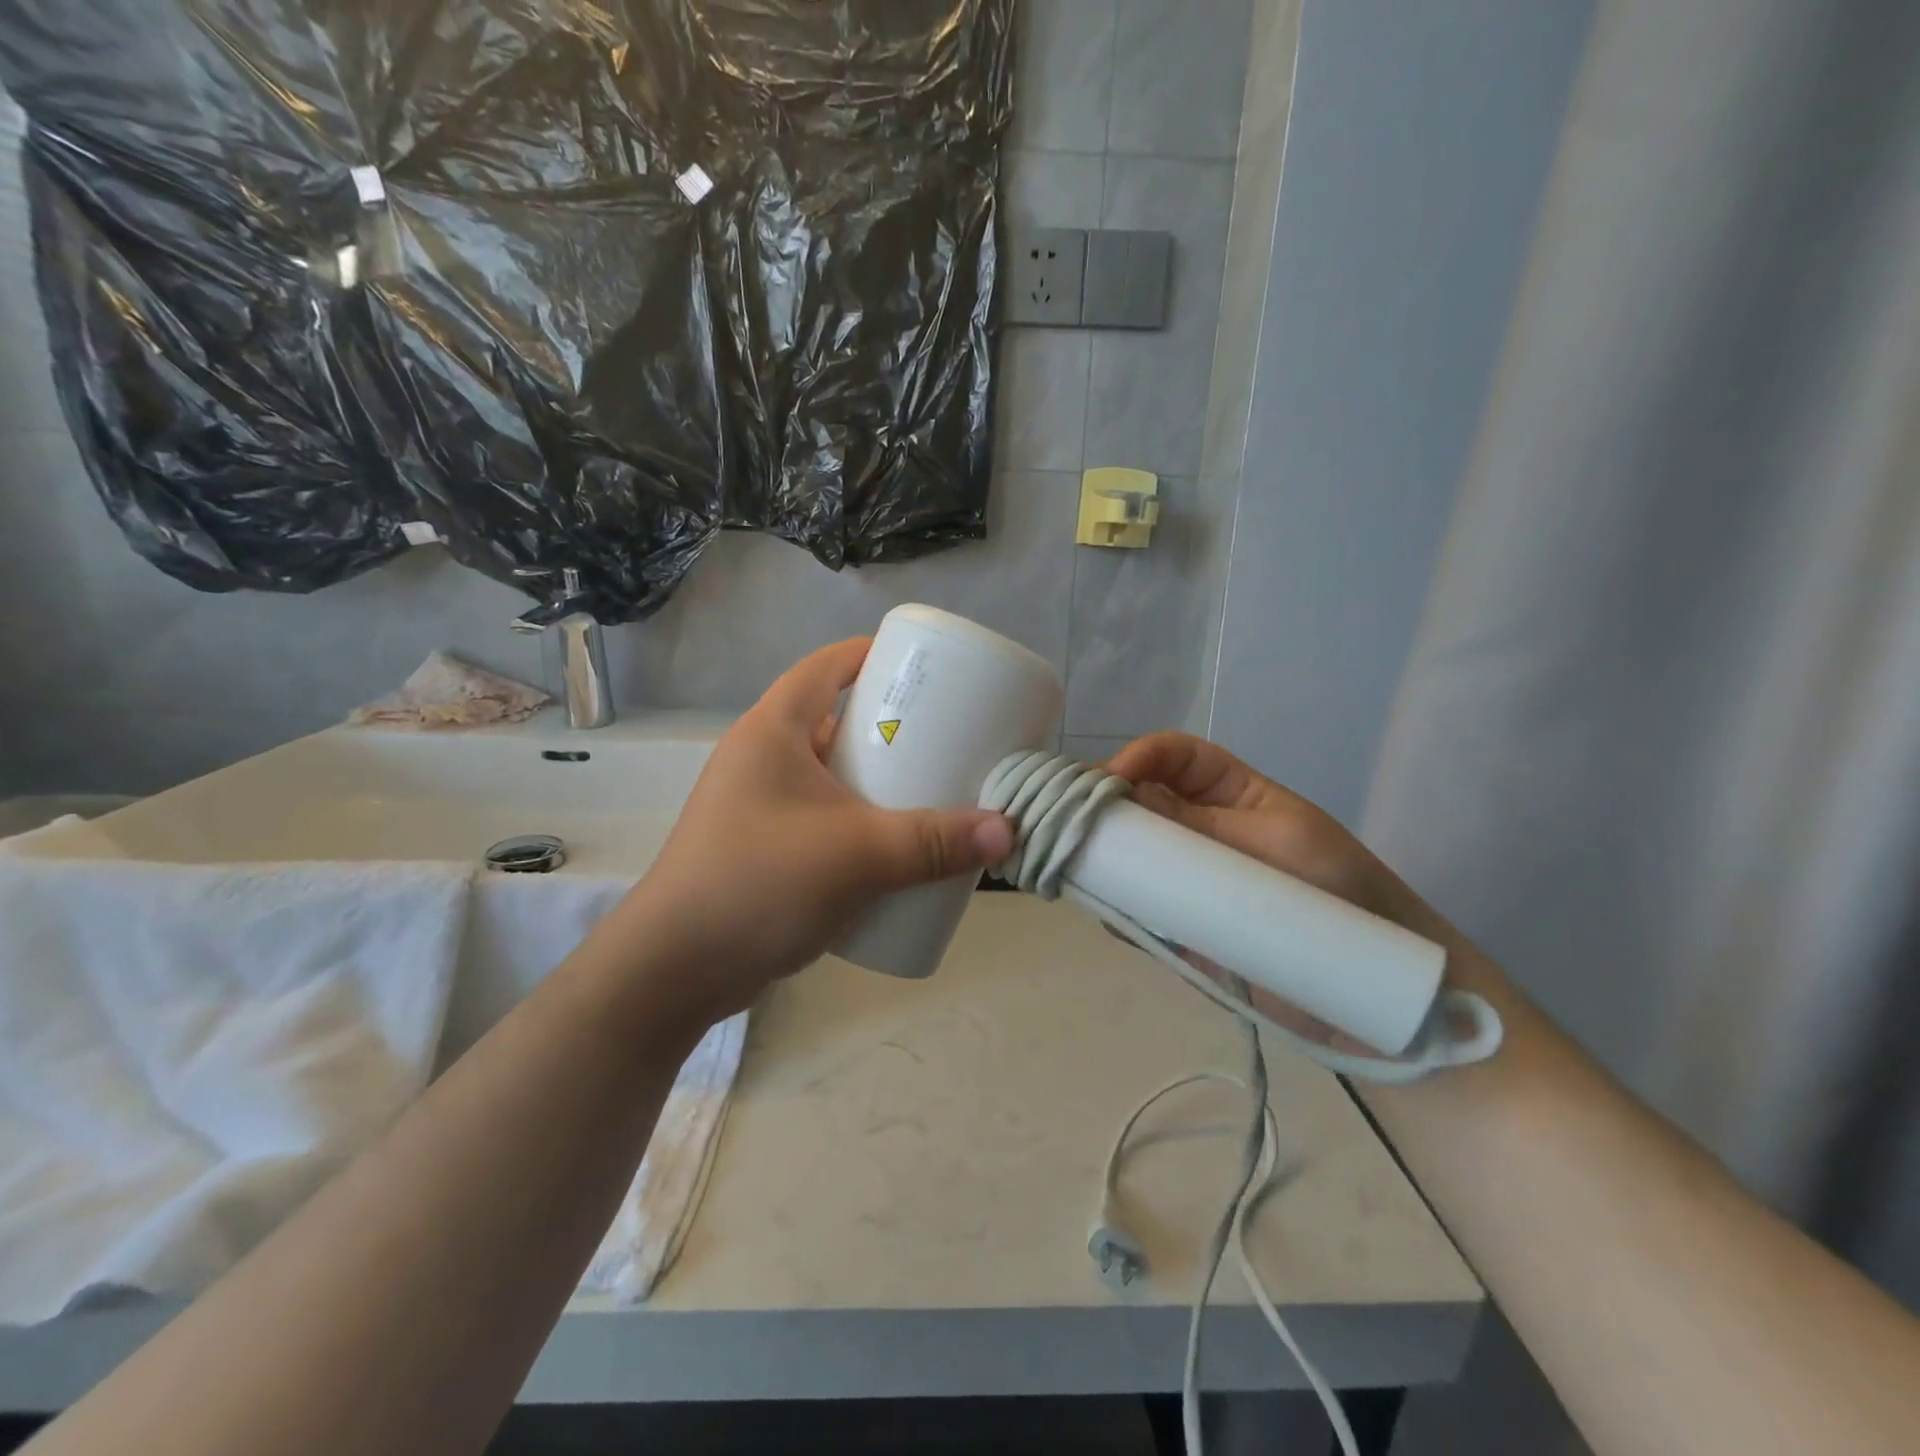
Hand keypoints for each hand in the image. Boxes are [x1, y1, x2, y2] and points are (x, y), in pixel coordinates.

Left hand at [616, 639, 1013, 1022]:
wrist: (674, 971)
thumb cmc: (759, 883)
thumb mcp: (856, 855)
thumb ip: (932, 842)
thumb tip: (1007, 832)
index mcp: (772, 731)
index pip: (825, 666)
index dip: (872, 654)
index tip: (924, 667)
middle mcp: (761, 758)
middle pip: (833, 720)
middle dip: (888, 726)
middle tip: (945, 736)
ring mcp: (759, 805)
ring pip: (829, 774)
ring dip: (875, 779)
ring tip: (931, 788)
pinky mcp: (763, 847)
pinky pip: (822, 816)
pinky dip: (858, 819)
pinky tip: (894, 843)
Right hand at [1106, 732, 1468, 1052]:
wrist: (1372, 989)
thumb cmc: (1340, 892)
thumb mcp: (1279, 844)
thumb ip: (1203, 825)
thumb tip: (1128, 797)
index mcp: (1230, 793)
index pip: (1174, 757)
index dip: (1140, 757)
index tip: (1108, 781)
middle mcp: (1199, 830)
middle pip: (1139, 803)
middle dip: (1106, 807)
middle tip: (1075, 825)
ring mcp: (1187, 880)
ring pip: (1129, 856)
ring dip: (1103, 858)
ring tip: (1080, 867)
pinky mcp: (1181, 928)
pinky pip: (1136, 910)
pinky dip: (1117, 908)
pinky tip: (1108, 910)